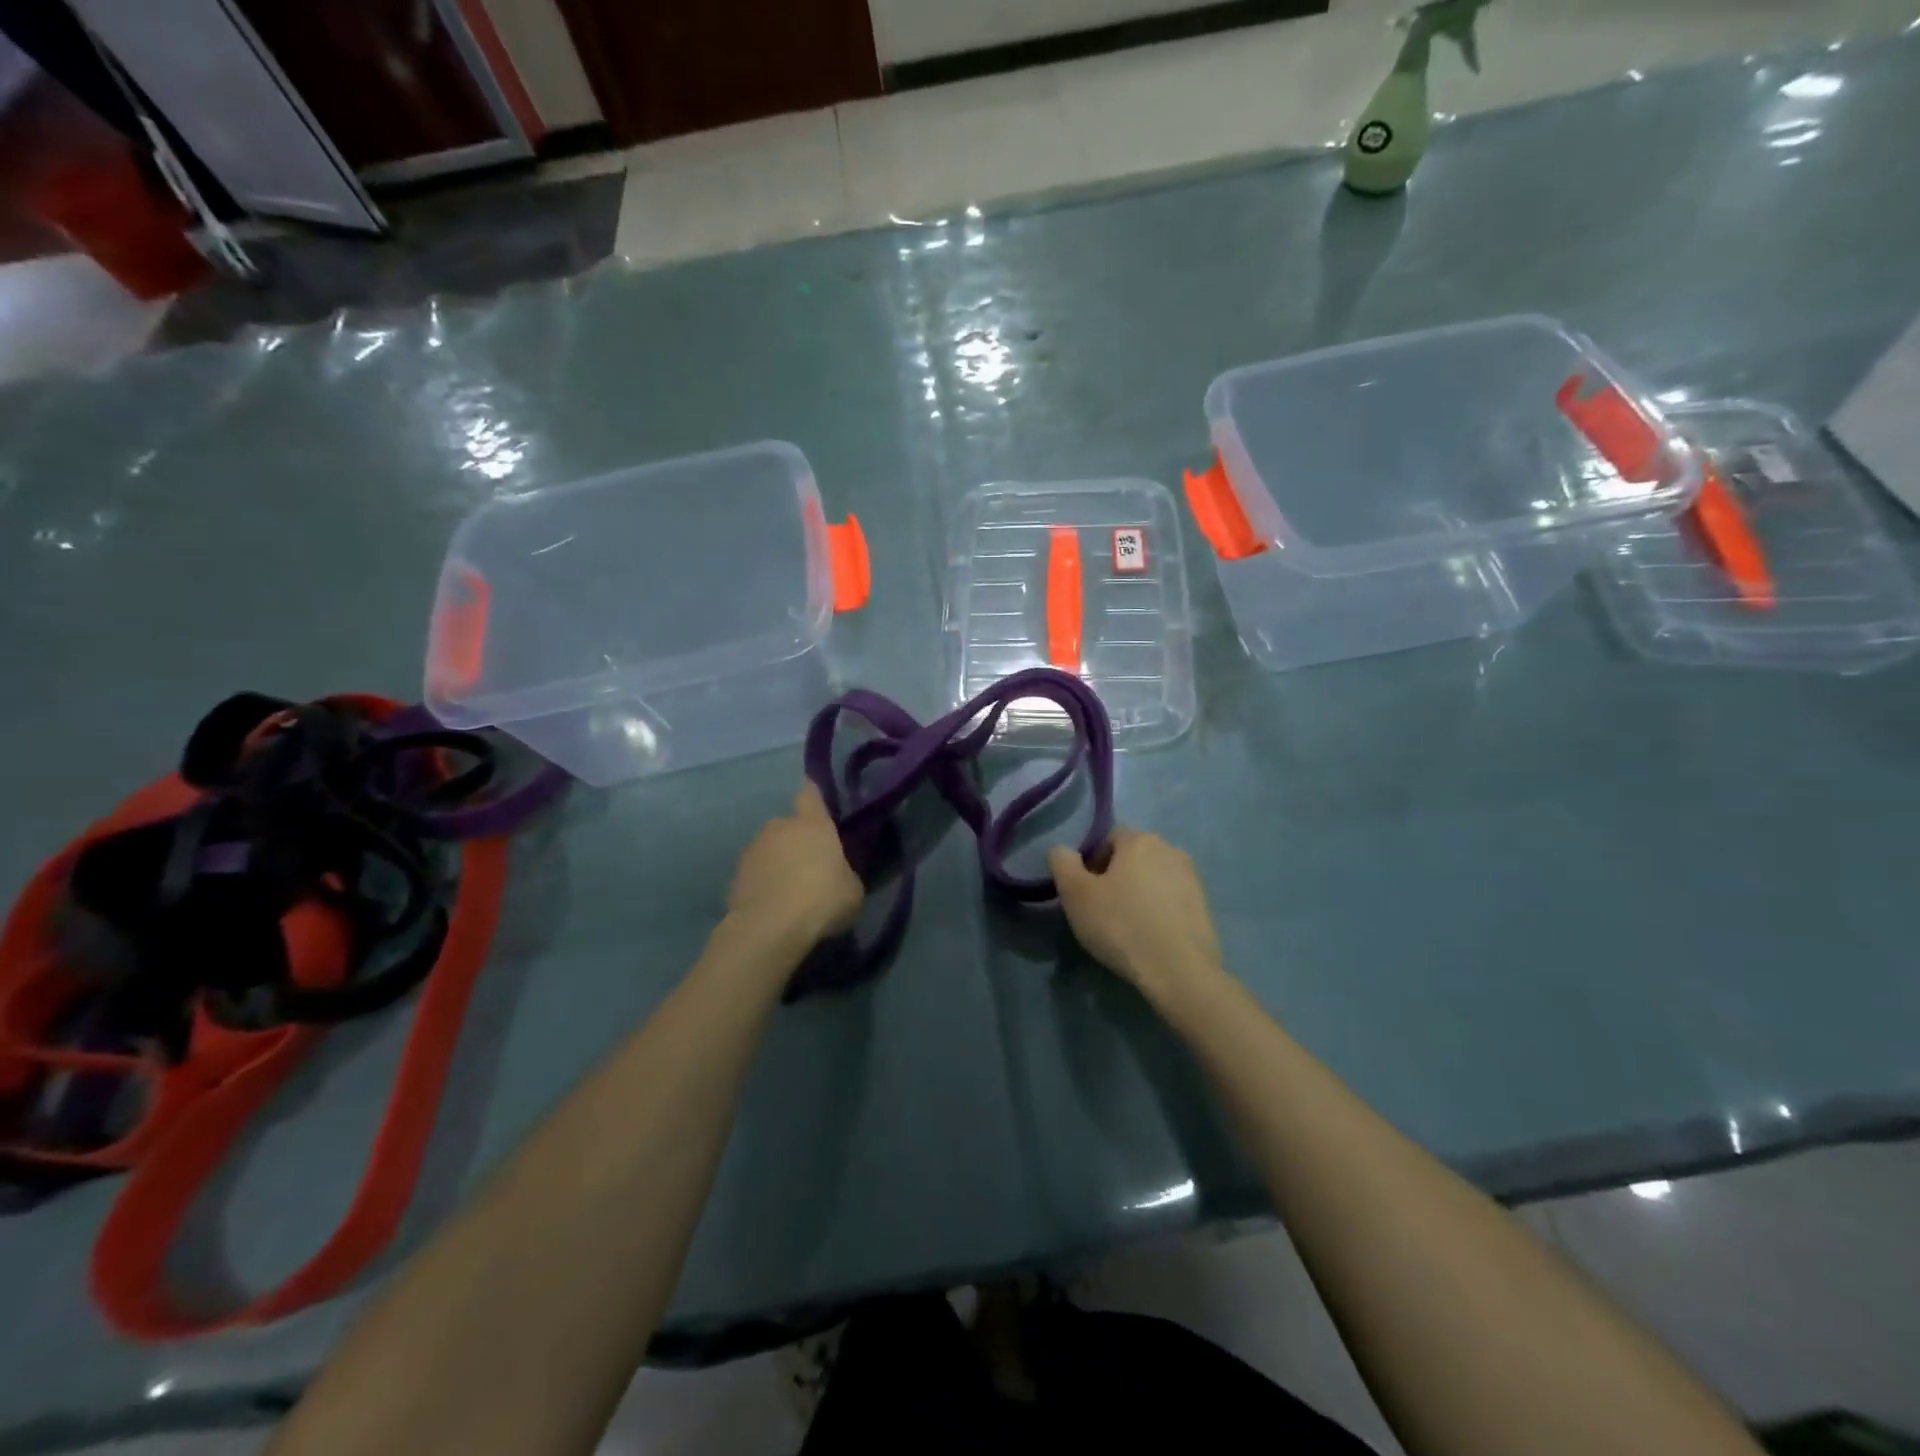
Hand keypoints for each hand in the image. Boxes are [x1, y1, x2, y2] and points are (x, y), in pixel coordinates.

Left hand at [726, 784, 863, 952]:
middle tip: (808, 867)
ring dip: (776, 864)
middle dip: (796, 842)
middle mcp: (779, 828)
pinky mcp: (733, 877)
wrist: (770, 928)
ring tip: (788, 893)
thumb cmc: (822, 899)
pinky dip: (761, 886)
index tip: (813, 797)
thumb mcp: (852, 890)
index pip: (810, 796)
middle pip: (788, 827)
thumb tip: (837, 876)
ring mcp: (752, 851)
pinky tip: (771, 908)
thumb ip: (844, 875)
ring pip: (768, 851)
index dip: (812, 796)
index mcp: (812, 824)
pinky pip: (754, 876)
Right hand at [1048, 828, 1223, 1000]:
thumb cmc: (1121, 925)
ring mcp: (1192, 878)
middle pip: (1131, 857)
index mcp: (1140, 840)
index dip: (1090, 862)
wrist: (1179, 971)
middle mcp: (1170, 849)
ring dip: (1137, 893)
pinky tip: (1148, 937)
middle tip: (1100, 909)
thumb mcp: (1076, 894)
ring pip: (1152, 878)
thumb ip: (1062, 863)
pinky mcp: (1204, 906)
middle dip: (1114, 876)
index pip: (1107, 838)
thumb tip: (1062, 850)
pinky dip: (1157, 911)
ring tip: (1125, 926)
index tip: (1083, 892)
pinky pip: (1170, 900)